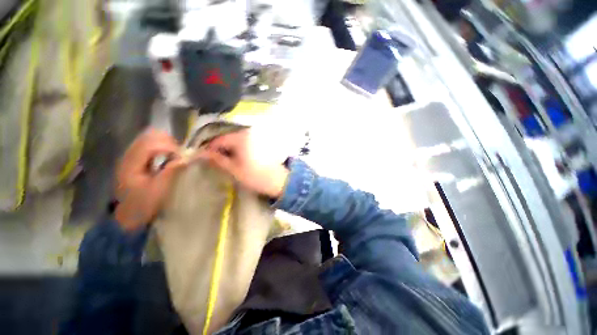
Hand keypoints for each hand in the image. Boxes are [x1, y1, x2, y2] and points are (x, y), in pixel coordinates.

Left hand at [114, 129, 186, 230]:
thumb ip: (171, 172)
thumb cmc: (144, 205)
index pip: (152, 142)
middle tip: (178, 157)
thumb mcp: (159, 191)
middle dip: (170, 143)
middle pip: (151, 135)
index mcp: (132, 162)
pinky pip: (152, 145)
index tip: (182, 159)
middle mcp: (129, 154)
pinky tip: (167, 160)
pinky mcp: (137, 159)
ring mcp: (132, 156)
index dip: (170, 147)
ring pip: (152, 138)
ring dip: (167, 145)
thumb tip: (186, 158)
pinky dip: (163, 149)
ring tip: (174, 158)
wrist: (128, 216)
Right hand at [200, 129, 288, 198]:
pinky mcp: (261, 142)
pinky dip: (238, 149)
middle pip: (227, 138)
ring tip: (225, 160)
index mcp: (240, 138)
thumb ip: (217, 159)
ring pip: (236, 140)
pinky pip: (245, 143)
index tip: (202, 157)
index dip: (209, 148)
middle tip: (213, 160)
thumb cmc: (255, 176)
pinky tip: (237, 158)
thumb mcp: (234, 169)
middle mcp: (248, 133)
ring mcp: (256, 137)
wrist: (279, 180)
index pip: (219, 140)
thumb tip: (201, 153)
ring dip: (229, 149)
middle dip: (219, 148)